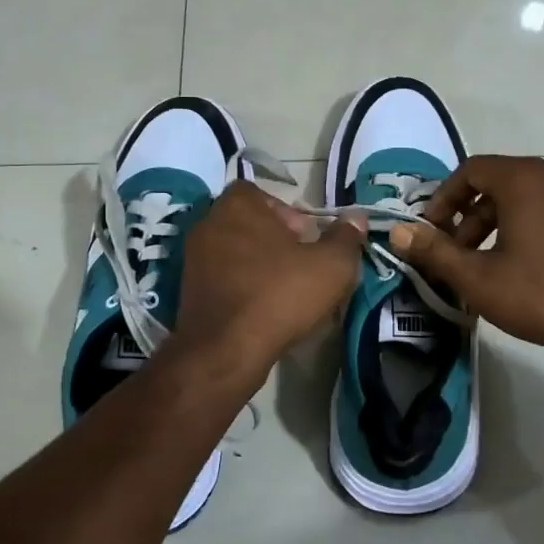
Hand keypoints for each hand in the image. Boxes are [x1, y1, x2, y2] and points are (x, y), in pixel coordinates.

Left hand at [176, 183, 366, 378]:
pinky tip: (263, 310)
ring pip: (236, 251)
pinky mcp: (187, 290)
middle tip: (301, 265)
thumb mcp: (331, 266)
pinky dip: (242, 286)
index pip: (261, 193)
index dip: (287, 212)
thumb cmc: (279, 295)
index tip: (306, 238)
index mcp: (237, 206)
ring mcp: (193, 258)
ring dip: (260, 265)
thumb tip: (356, 218)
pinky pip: (223, 278)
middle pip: (249, 222)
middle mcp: (208, 224)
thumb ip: (346, 237)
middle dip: (276, 239)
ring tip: (286, 290)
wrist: (225, 351)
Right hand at [388, 155, 543, 350]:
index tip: (431, 232)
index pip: (470, 170)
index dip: (443, 199)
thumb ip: (434, 251)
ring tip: (482, 266)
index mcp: (524, 180)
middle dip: (467, 217)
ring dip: (493, 226)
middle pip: (496, 184)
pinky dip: (522, 230)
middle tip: (454, 254)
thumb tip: (397, 232)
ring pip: (521, 200)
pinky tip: (517, 268)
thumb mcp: (477, 277)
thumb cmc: (540, 292)